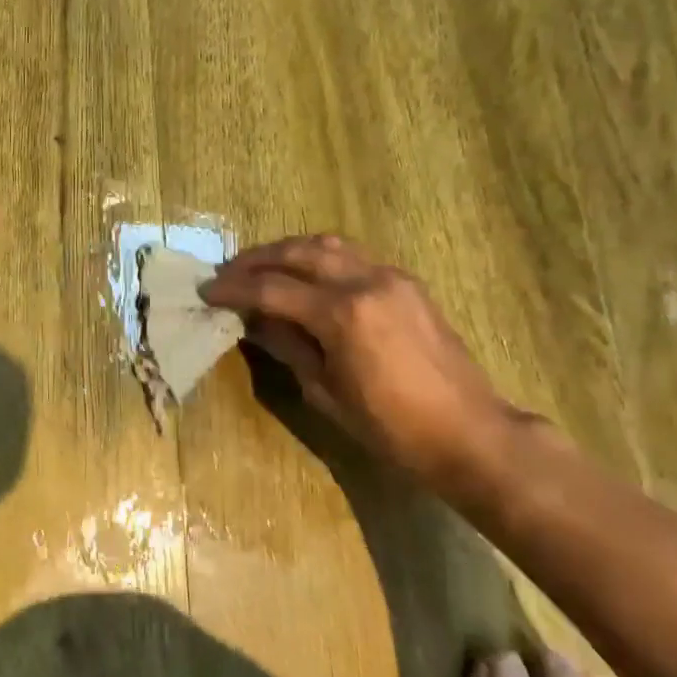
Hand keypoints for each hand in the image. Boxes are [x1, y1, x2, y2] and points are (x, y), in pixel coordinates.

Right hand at [199, 235, 523, 486]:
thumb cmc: (392, 428)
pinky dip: (321, 258)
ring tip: (262, 266)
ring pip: (328, 244)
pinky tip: (307, 276)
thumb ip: (288, 345)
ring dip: (289, 250)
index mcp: (342, 314)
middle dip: (257, 259)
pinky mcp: (407, 282)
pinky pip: (353, 257)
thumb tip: (253, 320)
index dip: (234, 289)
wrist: (469, 432)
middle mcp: (366, 281)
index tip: (206, 291)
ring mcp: (391, 276)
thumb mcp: (327, 393)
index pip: (272, 289)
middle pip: (299, 252)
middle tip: (228, 272)